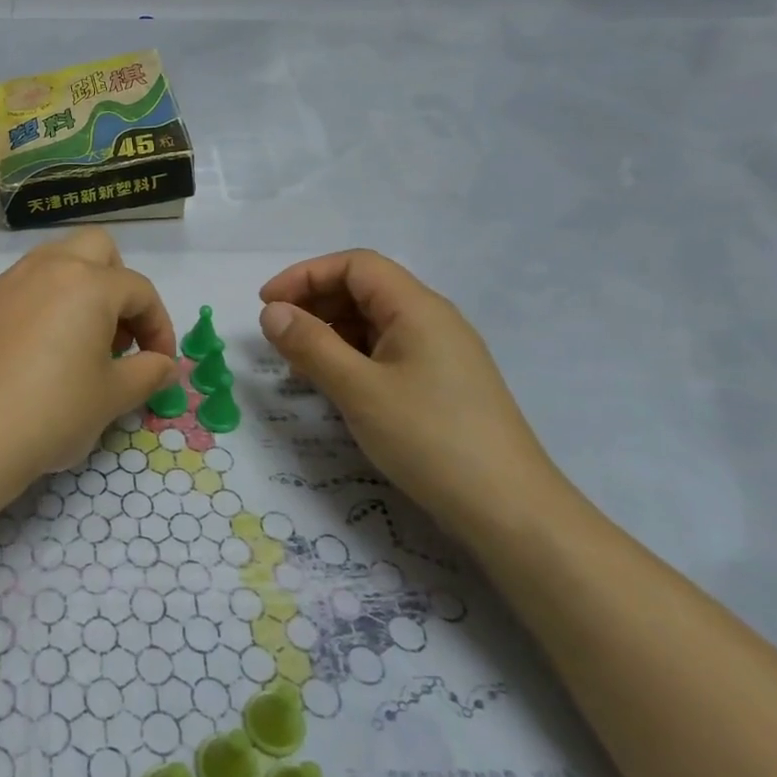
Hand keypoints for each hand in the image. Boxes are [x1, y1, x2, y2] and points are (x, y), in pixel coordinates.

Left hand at [0, 231, 178, 518]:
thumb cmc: (51, 413)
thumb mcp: (112, 397)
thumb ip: (148, 373)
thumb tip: (165, 365)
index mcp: (87, 283)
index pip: (139, 291)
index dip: (159, 326)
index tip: (159, 363)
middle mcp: (45, 268)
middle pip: (96, 249)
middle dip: (117, 283)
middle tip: (118, 333)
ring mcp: (4, 283)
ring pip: (52, 262)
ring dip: (76, 289)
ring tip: (77, 341)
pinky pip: (19, 289)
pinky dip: (39, 306)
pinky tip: (32, 353)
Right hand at [258, 251, 572, 544]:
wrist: (510, 510)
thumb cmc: (430, 439)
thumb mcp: (359, 390)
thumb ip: (310, 345)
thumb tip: (271, 312)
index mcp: (418, 308)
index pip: (355, 265)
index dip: (305, 275)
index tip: (266, 304)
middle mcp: (431, 321)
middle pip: (364, 289)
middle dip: (314, 302)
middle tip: (276, 334)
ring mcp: (438, 354)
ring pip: (372, 323)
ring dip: (329, 332)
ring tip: (296, 363)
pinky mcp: (439, 384)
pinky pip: (384, 353)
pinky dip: (350, 357)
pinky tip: (331, 384)